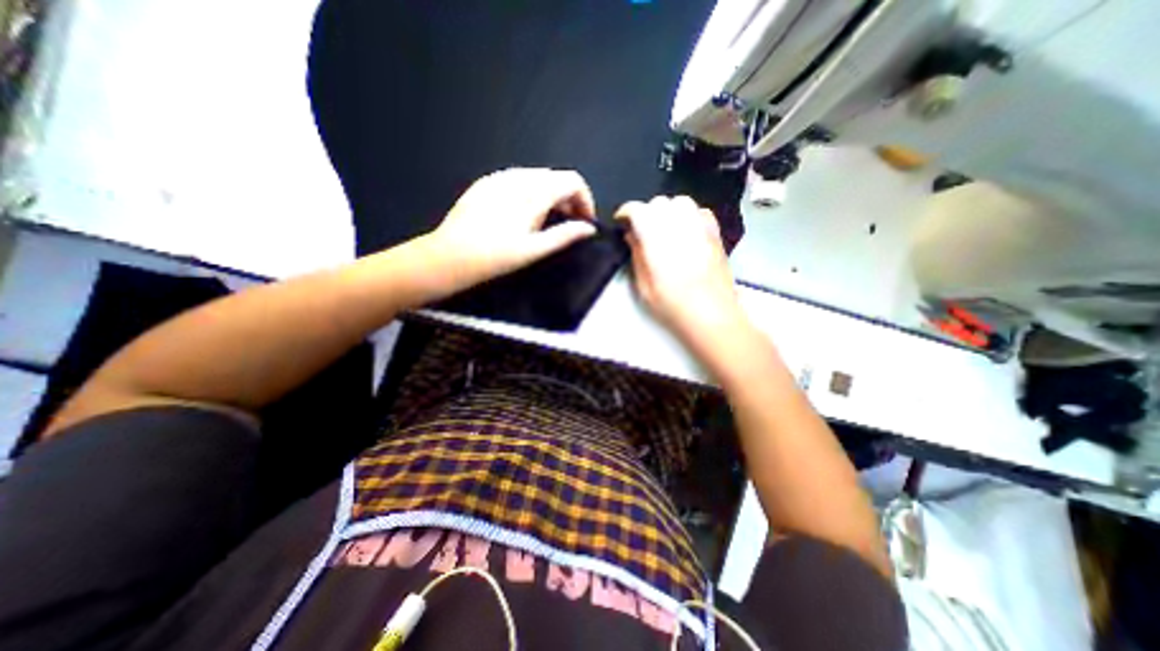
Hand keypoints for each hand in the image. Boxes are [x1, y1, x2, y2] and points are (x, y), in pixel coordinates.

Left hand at [429, 169, 601, 287]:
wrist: (450, 256)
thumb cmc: (495, 257)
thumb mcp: (534, 250)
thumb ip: (565, 235)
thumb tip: (588, 229)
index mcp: (534, 192)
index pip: (572, 181)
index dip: (585, 199)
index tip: (584, 221)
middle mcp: (519, 177)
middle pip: (556, 177)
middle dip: (569, 198)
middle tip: (569, 224)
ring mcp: (500, 177)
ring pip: (538, 177)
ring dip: (551, 195)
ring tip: (549, 220)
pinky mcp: (486, 183)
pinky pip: (518, 180)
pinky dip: (531, 192)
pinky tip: (524, 213)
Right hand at [616, 193, 751, 353]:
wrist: (711, 315)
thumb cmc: (672, 305)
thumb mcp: (643, 285)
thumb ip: (636, 254)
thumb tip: (631, 234)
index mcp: (657, 237)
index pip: (638, 210)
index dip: (626, 212)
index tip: (621, 222)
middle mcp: (679, 224)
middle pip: (659, 202)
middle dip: (646, 213)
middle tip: (642, 231)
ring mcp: (700, 226)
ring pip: (681, 202)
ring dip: (668, 211)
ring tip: (663, 229)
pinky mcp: (715, 233)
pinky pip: (700, 212)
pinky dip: (689, 215)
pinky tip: (685, 231)